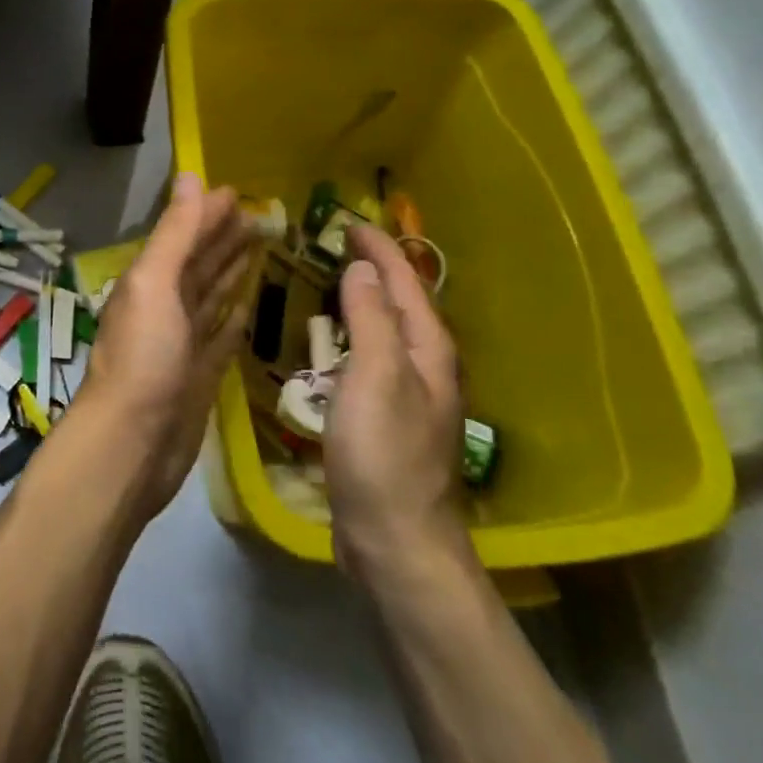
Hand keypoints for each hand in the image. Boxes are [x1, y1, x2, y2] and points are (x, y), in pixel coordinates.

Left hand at [77, 173, 253, 516]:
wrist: (132, 444)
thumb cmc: (144, 358)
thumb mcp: (154, 284)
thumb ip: (175, 234)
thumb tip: (191, 177)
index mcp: (149, 282)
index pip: (184, 237)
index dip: (208, 214)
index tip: (240, 194)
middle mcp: (164, 308)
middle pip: (198, 264)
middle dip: (224, 238)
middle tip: (262, 216)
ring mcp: (182, 344)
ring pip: (210, 297)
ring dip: (230, 272)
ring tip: (260, 248)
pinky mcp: (200, 377)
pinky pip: (221, 338)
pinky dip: (234, 318)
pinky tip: (250, 304)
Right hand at [324, 224, 473, 593]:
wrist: (395, 540)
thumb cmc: (383, 454)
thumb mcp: (375, 377)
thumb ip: (370, 319)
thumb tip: (365, 268)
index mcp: (427, 350)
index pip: (405, 283)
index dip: (380, 249)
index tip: (349, 222)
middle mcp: (425, 367)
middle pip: (403, 303)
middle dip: (377, 269)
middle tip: (340, 244)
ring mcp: (409, 396)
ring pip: (389, 331)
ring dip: (367, 300)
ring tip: (337, 280)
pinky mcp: (387, 420)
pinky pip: (372, 358)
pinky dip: (356, 335)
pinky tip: (335, 341)